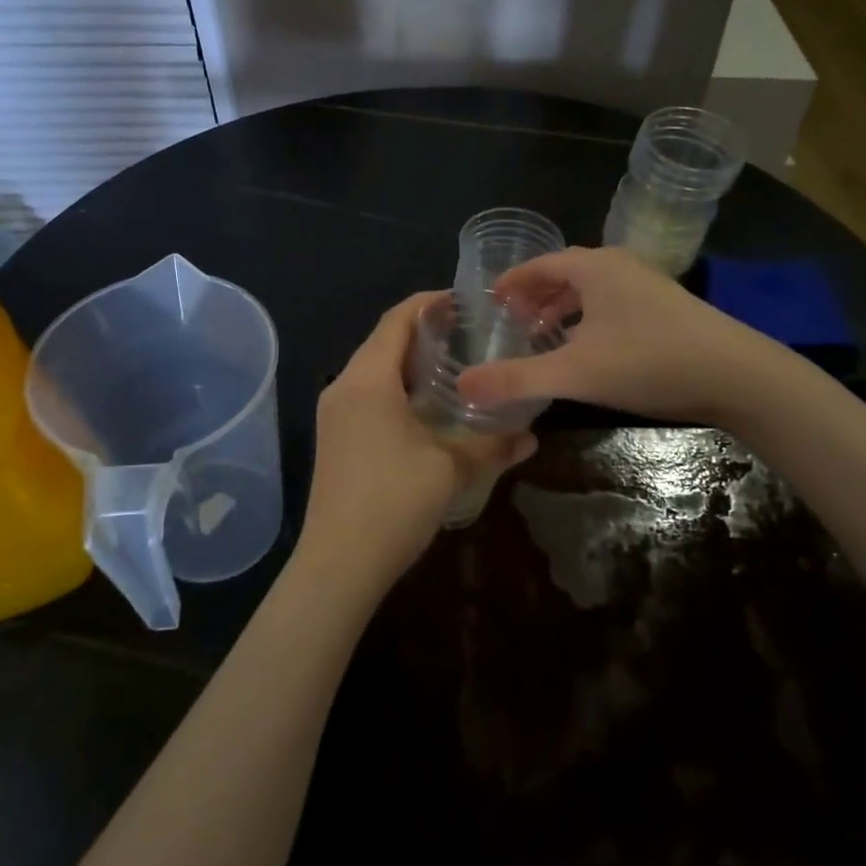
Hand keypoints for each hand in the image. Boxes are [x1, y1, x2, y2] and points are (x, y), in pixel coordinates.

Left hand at [299, 294, 536, 591]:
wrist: (338, 565)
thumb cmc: (393, 503)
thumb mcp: (452, 469)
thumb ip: (493, 445)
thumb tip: (532, 437)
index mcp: (367, 380)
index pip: (396, 320)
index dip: (429, 304)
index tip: (465, 301)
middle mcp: (343, 387)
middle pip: (383, 341)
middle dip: (424, 332)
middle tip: (469, 334)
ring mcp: (333, 414)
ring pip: (374, 370)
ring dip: (410, 362)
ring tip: (454, 367)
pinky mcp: (334, 438)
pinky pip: (367, 394)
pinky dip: (397, 388)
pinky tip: (427, 409)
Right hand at [456, 247, 762, 421]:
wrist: (738, 376)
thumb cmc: (650, 362)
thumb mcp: (575, 373)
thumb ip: (517, 379)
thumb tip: (462, 386)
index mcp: (595, 268)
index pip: (541, 264)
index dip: (512, 281)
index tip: (490, 300)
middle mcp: (620, 267)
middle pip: (566, 272)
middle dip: (535, 294)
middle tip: (511, 320)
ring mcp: (648, 286)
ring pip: (593, 289)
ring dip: (564, 307)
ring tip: (544, 335)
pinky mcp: (668, 308)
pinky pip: (613, 304)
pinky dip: (590, 318)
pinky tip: (589, 349)